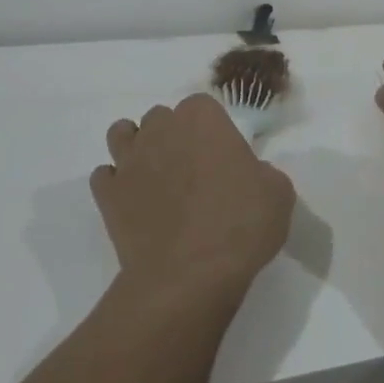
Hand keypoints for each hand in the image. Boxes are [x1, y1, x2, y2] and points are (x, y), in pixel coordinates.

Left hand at [91, 94, 293, 295]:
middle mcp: (160, 129)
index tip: (222, 156)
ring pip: (122, 134)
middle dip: (173, 135)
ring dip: (136, 147)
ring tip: (155, 175)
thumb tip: (249, 175)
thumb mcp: (278, 193)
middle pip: (161, 118)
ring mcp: (129, 160)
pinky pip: (105, 176)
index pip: (202, 106)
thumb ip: (261, 172)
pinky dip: (116, 184)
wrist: (188, 276)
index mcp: (202, 119)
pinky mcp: (108, 194)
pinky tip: (133, 201)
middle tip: (192, 169)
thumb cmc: (240, 226)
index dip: (211, 129)